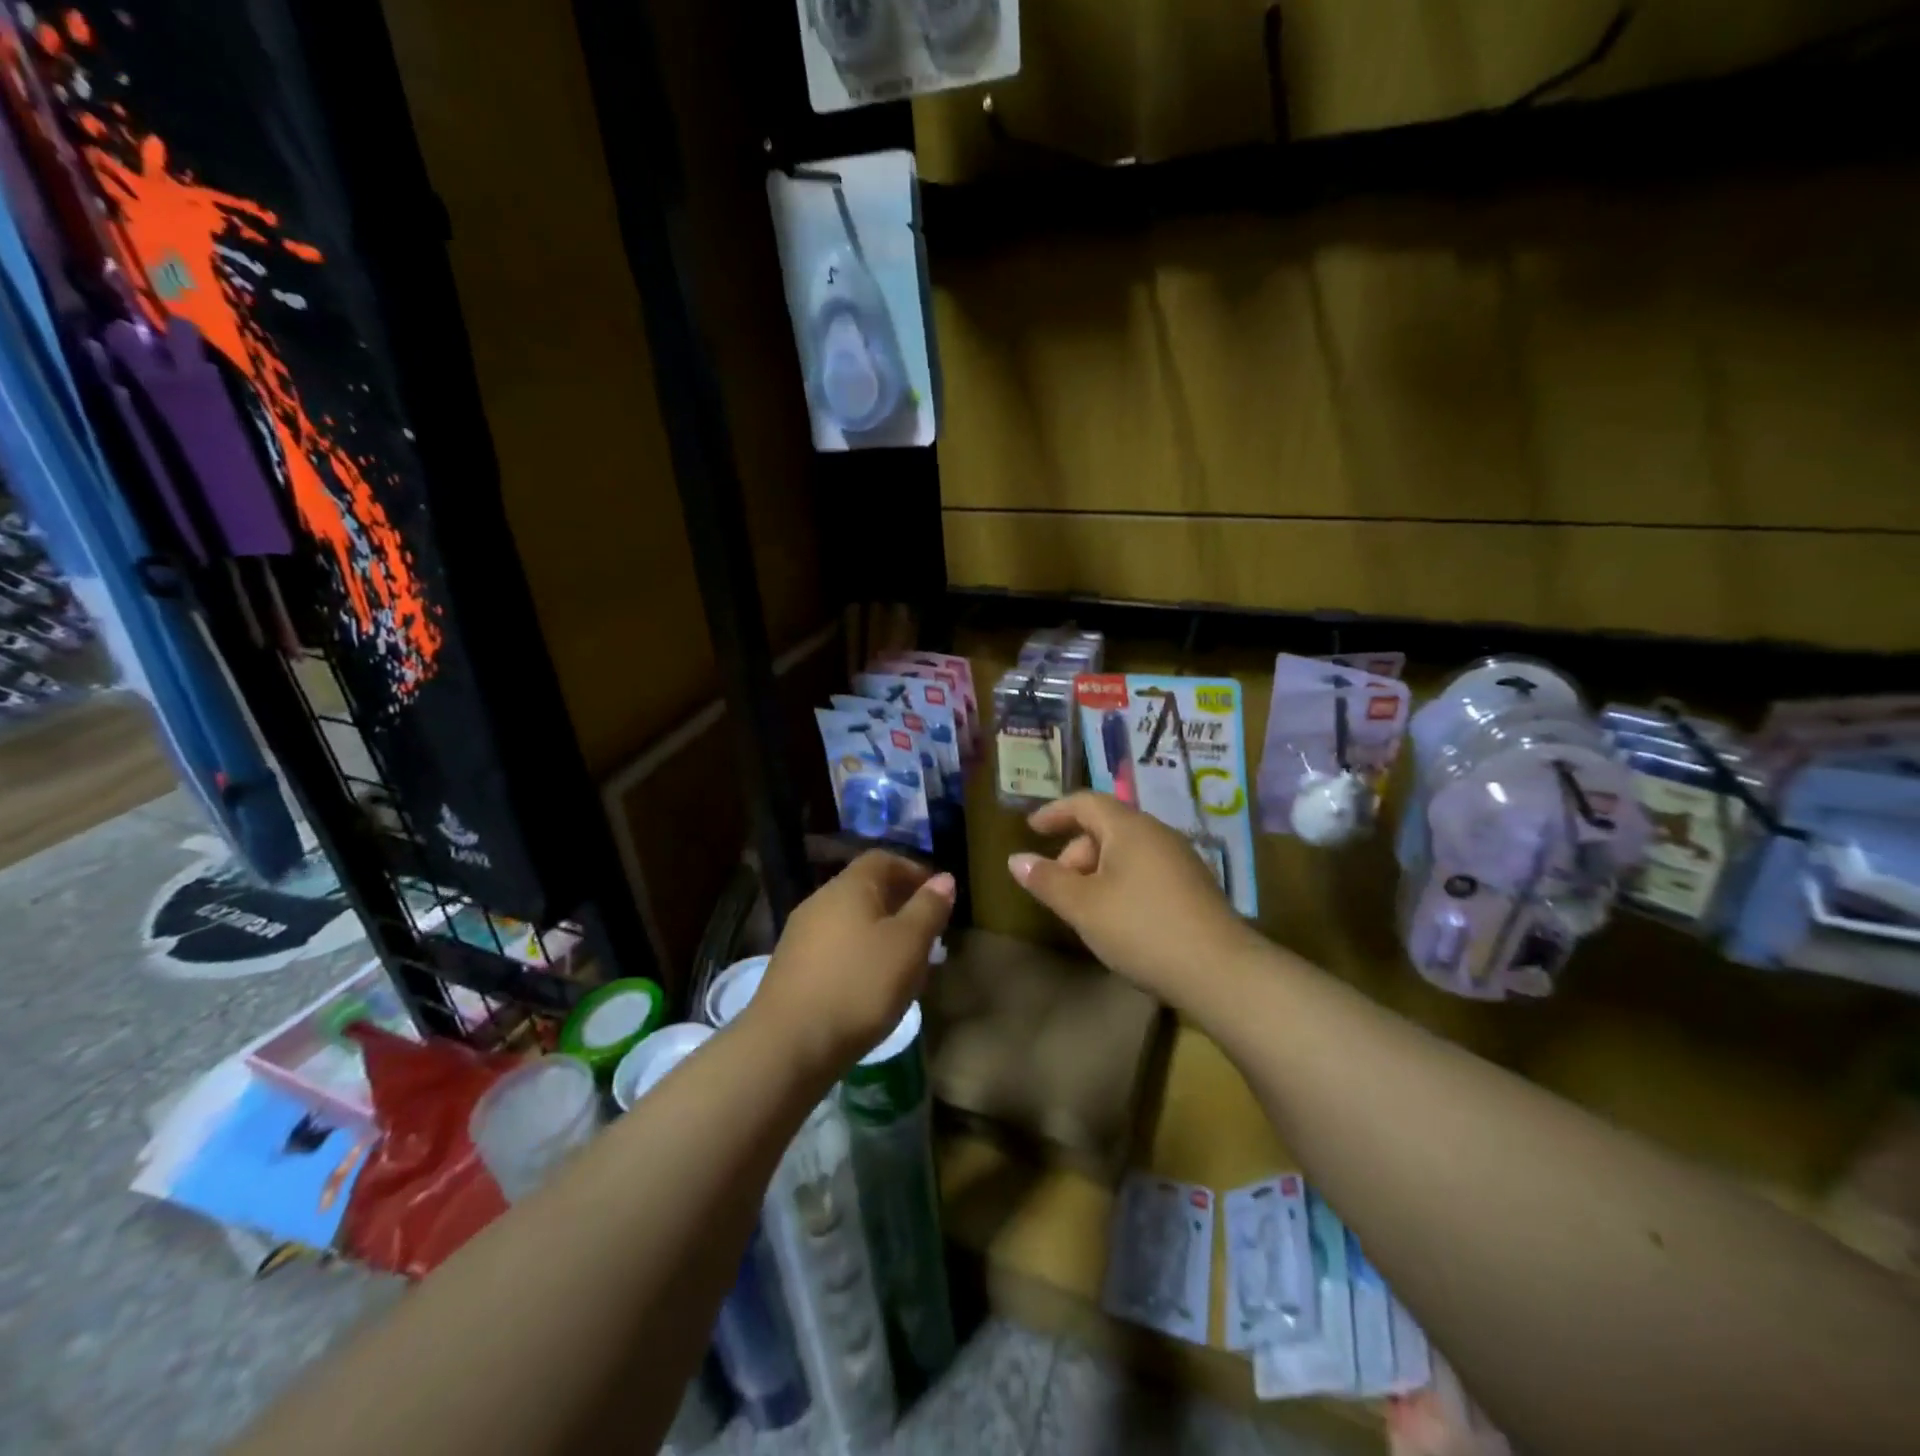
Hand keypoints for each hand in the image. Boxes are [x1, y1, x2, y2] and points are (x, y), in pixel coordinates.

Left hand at [748, 852, 954, 1081]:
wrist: (788, 1044)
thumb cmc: (859, 985)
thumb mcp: (908, 945)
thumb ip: (929, 908)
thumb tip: (944, 878)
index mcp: (849, 886)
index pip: (883, 859)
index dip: (913, 870)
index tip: (937, 894)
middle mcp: (819, 900)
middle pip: (864, 888)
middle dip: (898, 903)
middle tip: (926, 931)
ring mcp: (800, 934)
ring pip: (849, 920)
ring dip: (878, 931)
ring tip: (902, 962)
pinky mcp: (791, 966)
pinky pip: (834, 946)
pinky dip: (857, 954)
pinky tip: (869, 984)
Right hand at [1009, 792, 1255, 1002]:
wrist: (1220, 971)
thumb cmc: (1141, 929)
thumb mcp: (1084, 906)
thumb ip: (1047, 880)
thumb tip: (1016, 859)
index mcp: (1130, 828)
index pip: (1086, 802)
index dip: (1054, 812)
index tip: (1031, 828)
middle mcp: (1157, 833)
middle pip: (1106, 827)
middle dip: (1075, 852)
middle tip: (1058, 888)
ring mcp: (1180, 859)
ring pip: (1126, 851)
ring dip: (1097, 871)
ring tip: (1084, 908)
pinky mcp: (1193, 886)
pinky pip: (1145, 870)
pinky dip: (1120, 882)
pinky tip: (1118, 918)